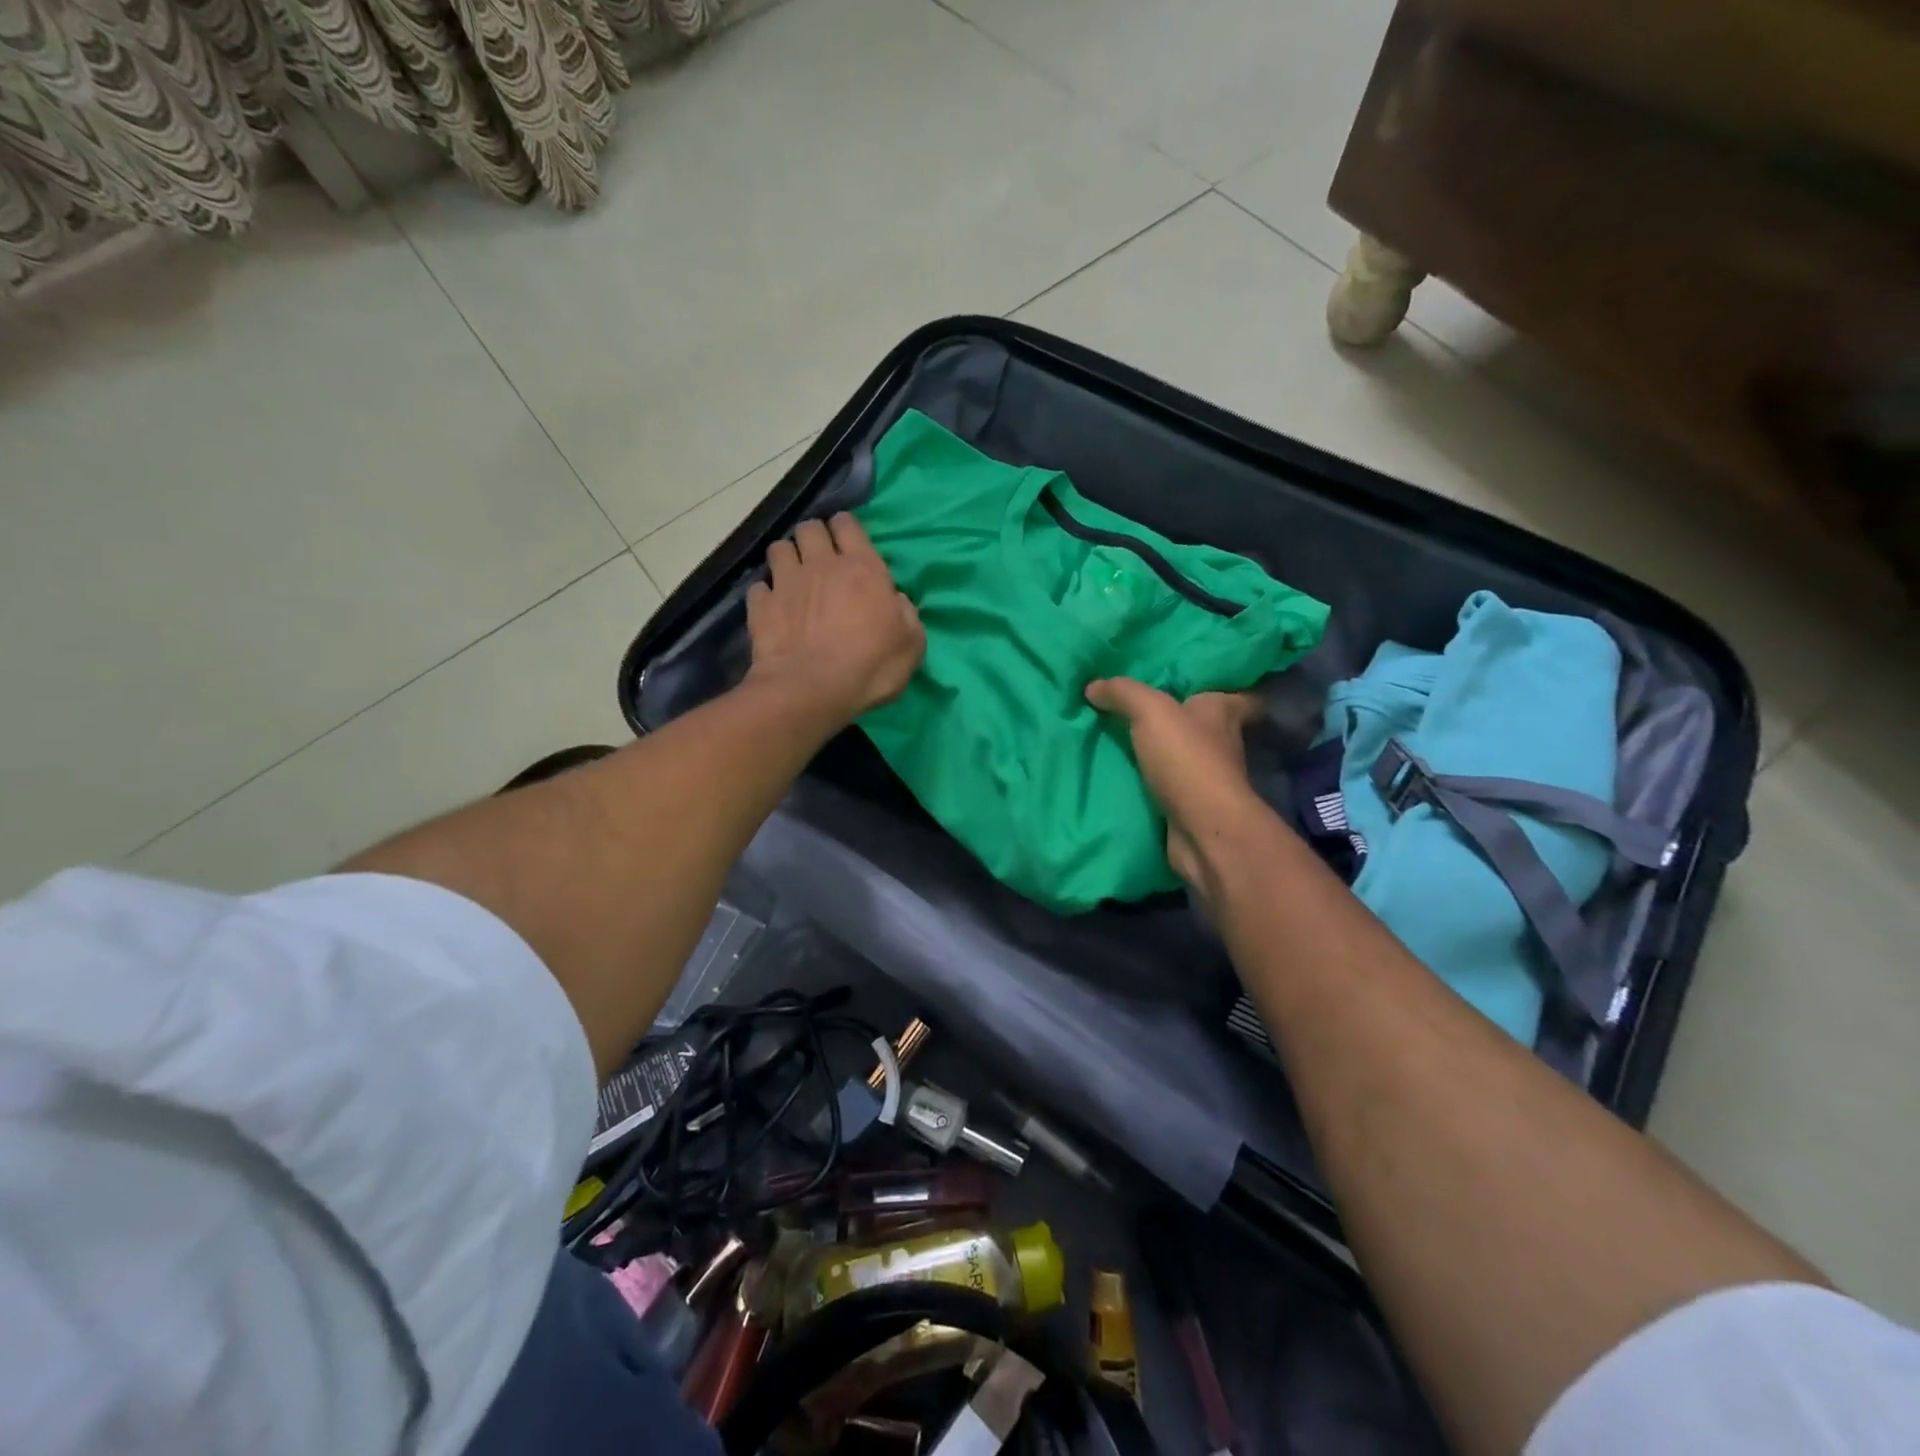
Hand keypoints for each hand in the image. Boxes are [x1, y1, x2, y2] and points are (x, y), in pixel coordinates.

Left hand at [746, 513, 925, 729]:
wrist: (812, 690)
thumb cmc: (871, 667)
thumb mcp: (911, 644)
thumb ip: (906, 614)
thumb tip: (896, 600)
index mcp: (862, 568)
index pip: (848, 525)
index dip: (846, 528)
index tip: (849, 542)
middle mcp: (820, 564)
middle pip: (810, 528)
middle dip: (814, 537)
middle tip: (821, 558)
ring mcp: (786, 583)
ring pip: (779, 548)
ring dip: (787, 557)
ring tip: (793, 577)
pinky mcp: (760, 606)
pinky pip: (759, 587)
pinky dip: (766, 594)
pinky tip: (772, 608)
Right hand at [1086, 677, 1266, 890]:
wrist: (1201, 829)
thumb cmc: (1187, 759)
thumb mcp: (1150, 711)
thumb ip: (1122, 693)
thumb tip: (1093, 685)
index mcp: (1222, 712)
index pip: (1238, 694)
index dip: (1225, 688)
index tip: (1201, 683)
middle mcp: (1222, 743)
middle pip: (1208, 725)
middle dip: (1184, 718)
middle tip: (1147, 708)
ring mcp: (1209, 778)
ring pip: (1187, 756)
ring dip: (1166, 752)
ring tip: (1127, 739)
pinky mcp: (1193, 806)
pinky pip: (1170, 786)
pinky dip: (1155, 782)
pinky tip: (1127, 774)